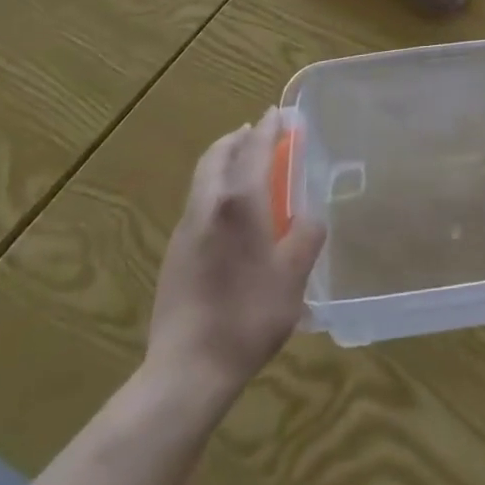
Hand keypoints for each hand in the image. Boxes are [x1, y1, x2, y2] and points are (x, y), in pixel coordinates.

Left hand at [145, 108, 325, 394]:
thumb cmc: (249, 315)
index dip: (268, 128)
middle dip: (238, 138)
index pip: (255, 149)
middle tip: (257, 133)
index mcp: (240, 202)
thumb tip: (310, 217)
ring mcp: (186, 230)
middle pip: (218, 156)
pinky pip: (197, 203)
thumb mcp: (294, 275)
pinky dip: (215, 188)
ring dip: (224, 161)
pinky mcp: (174, 254)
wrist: (187, 371)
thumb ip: (306, 236)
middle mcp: (208, 206)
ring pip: (203, 178)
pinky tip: (230, 213)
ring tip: (245, 166)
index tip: (278, 113)